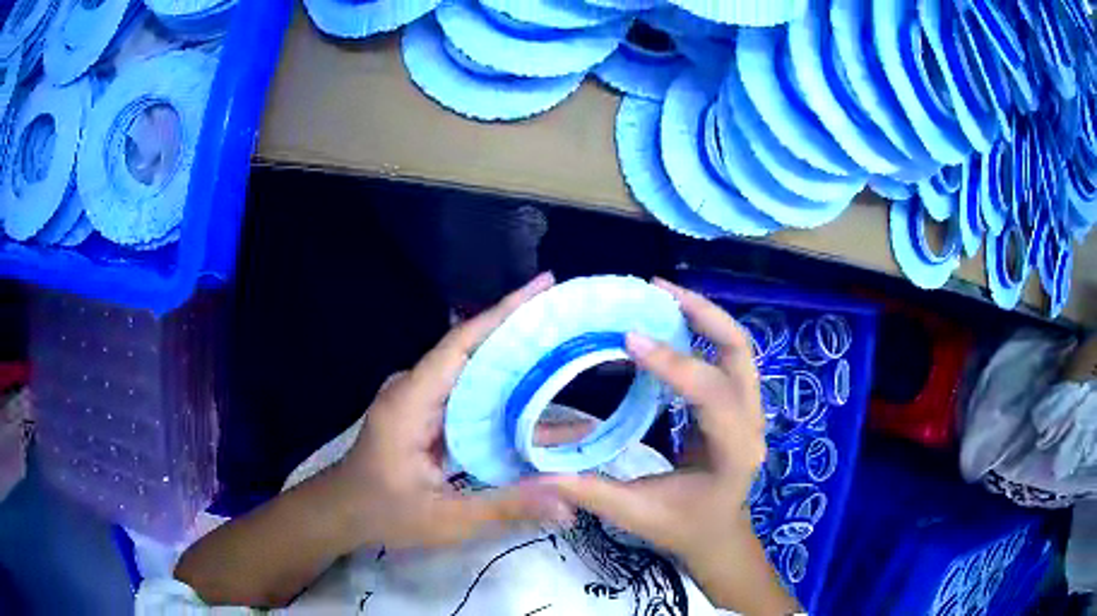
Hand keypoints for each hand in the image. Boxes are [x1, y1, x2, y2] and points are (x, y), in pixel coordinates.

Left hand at [335, 272, 587, 549]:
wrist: (343, 511)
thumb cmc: (384, 512)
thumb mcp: (445, 518)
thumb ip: (504, 507)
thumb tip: (568, 505)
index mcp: (411, 401)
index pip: (461, 343)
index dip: (503, 312)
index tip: (543, 285)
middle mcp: (415, 388)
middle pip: (472, 348)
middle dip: (521, 330)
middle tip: (570, 319)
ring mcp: (420, 398)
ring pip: (473, 369)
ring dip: (515, 359)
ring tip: (564, 349)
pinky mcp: (427, 411)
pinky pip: (468, 391)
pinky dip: (502, 390)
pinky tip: (536, 397)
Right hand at [542, 279, 794, 612]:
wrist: (718, 535)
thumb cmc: (683, 528)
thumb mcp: (636, 515)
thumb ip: (590, 492)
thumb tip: (537, 473)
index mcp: (733, 451)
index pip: (712, 394)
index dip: (673, 363)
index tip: (630, 337)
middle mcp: (752, 422)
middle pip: (739, 351)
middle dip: (701, 313)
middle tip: (656, 290)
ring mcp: (750, 410)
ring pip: (737, 347)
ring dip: (702, 316)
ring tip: (661, 295)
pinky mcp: (739, 404)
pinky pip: (726, 357)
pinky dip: (701, 332)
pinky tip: (669, 324)